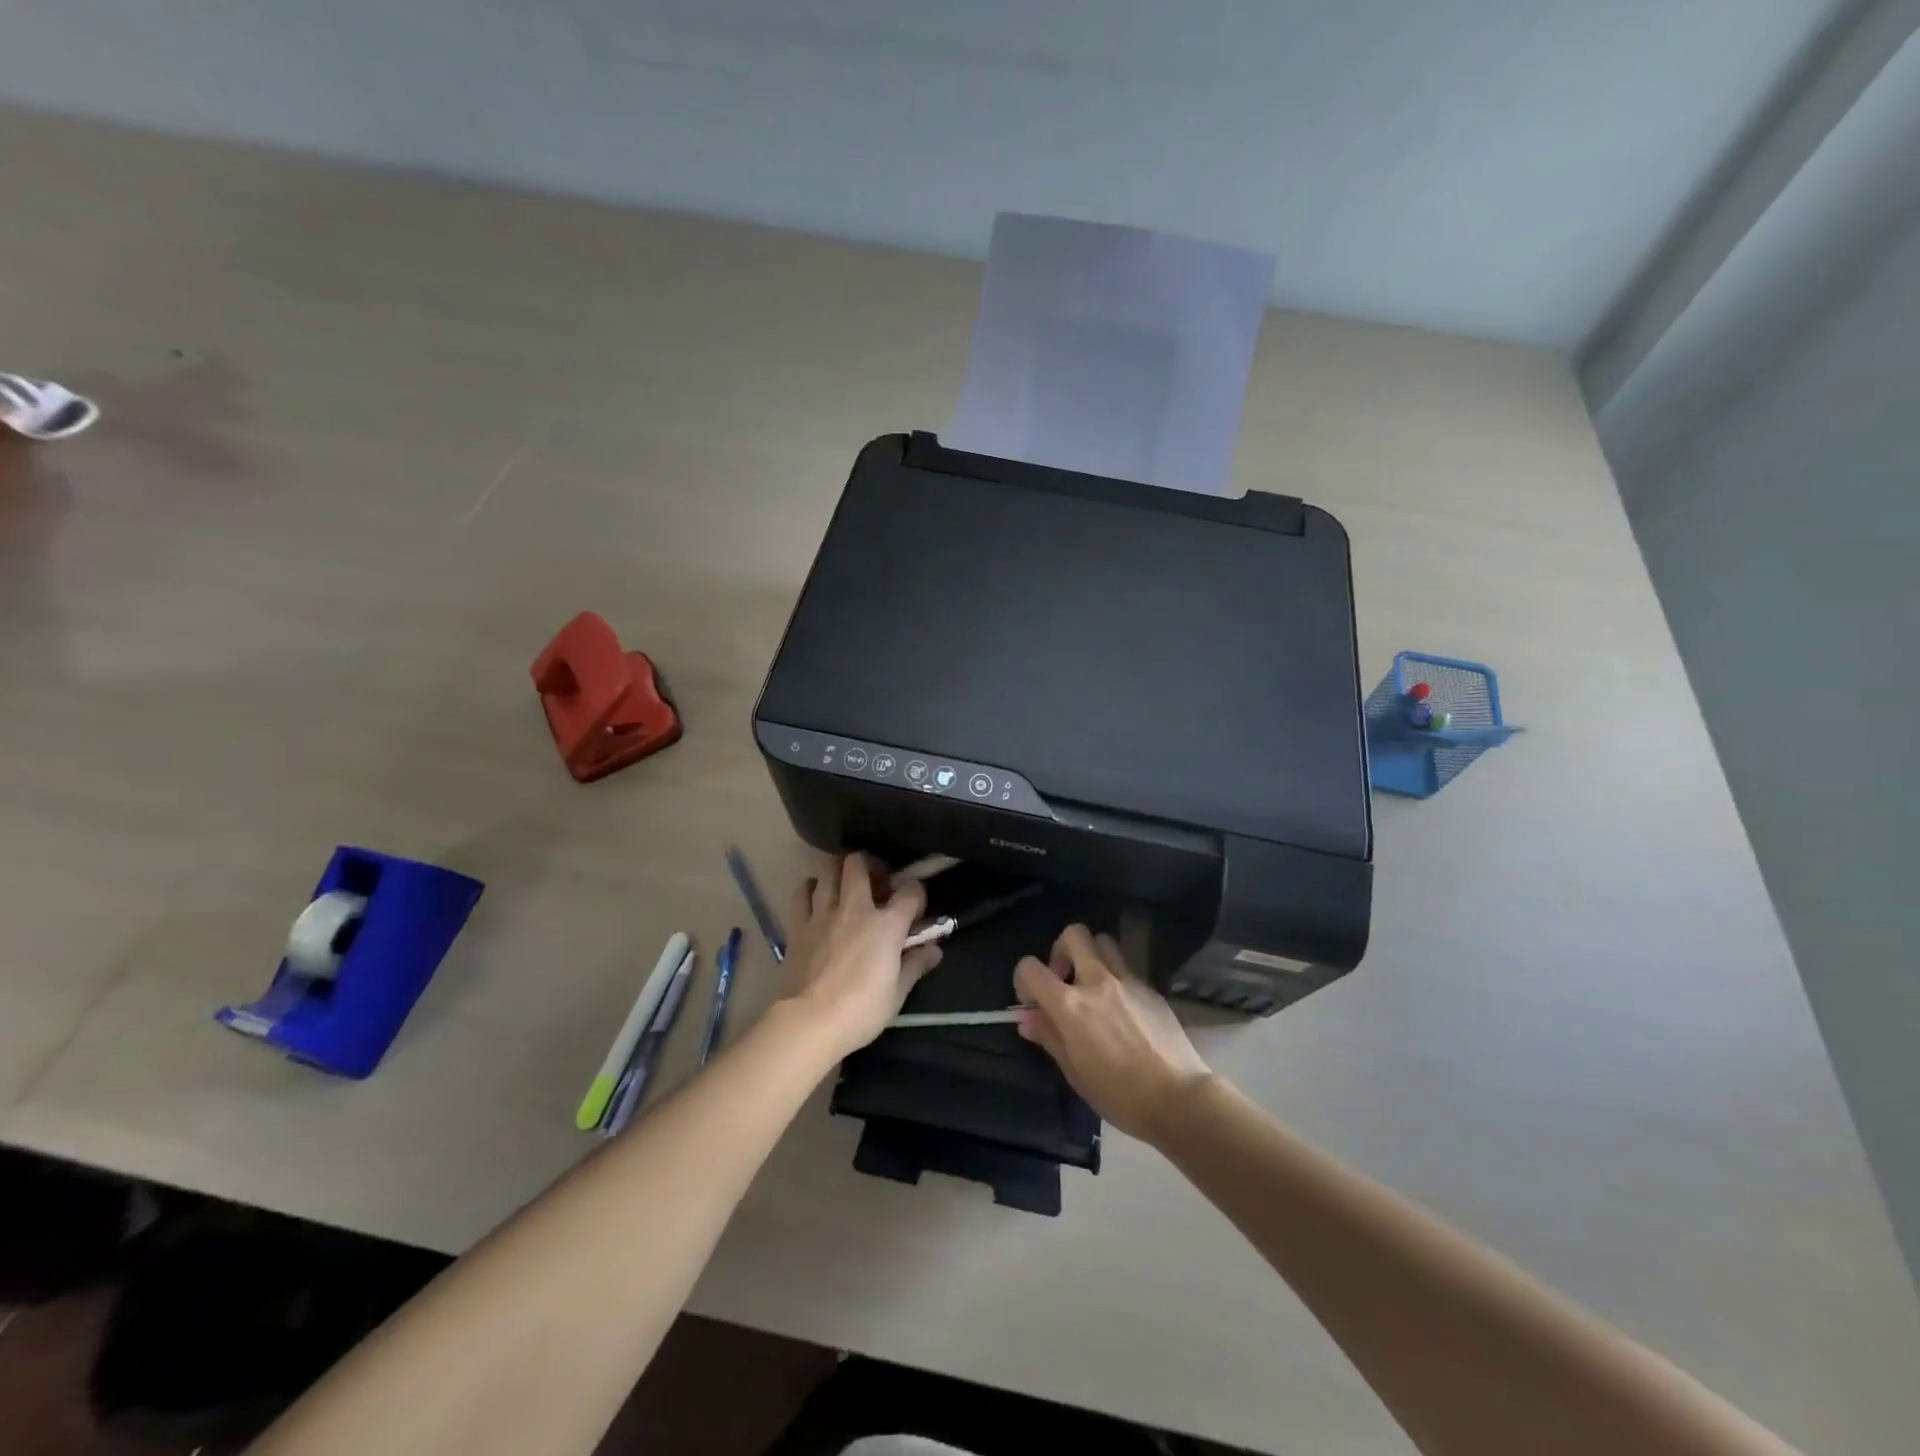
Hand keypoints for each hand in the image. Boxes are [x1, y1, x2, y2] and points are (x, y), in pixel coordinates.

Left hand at [782, 853, 941, 1058]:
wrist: (808, 1022)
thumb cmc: (860, 1010)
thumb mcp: (897, 994)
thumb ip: (915, 966)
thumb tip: (934, 950)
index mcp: (886, 924)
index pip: (910, 891)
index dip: (917, 893)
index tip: (916, 908)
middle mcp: (855, 908)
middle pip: (860, 863)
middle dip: (871, 864)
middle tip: (876, 879)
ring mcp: (823, 913)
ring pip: (828, 870)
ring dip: (839, 870)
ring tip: (845, 882)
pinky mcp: (798, 925)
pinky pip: (802, 892)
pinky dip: (811, 888)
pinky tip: (816, 897)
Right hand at [1014, 925, 1211, 1144]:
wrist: (1179, 1098)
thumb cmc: (1120, 1095)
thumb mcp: (1075, 1073)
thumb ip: (1050, 1037)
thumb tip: (1027, 1018)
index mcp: (1070, 1005)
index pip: (1031, 968)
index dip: (1023, 981)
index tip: (1033, 1003)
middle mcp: (1097, 982)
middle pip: (1073, 934)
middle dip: (1061, 950)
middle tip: (1064, 981)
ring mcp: (1127, 981)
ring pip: (1103, 942)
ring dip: (1091, 956)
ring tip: (1092, 988)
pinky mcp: (1150, 988)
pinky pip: (1126, 968)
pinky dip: (1115, 979)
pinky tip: (1122, 1010)